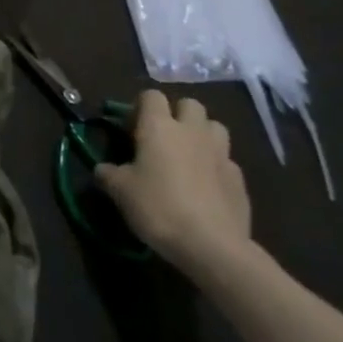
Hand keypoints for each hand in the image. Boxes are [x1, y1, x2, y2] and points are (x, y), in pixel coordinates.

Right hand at [96, 90, 251, 274]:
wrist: (212, 246)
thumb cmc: (158, 207)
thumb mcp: (120, 191)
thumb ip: (108, 173)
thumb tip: (102, 169)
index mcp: (159, 126)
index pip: (151, 95)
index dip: (140, 107)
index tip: (131, 129)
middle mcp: (192, 131)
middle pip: (189, 104)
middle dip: (177, 114)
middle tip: (163, 138)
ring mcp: (220, 153)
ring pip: (214, 127)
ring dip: (201, 134)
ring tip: (188, 156)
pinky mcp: (239, 178)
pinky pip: (226, 160)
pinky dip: (215, 165)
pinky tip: (206, 186)